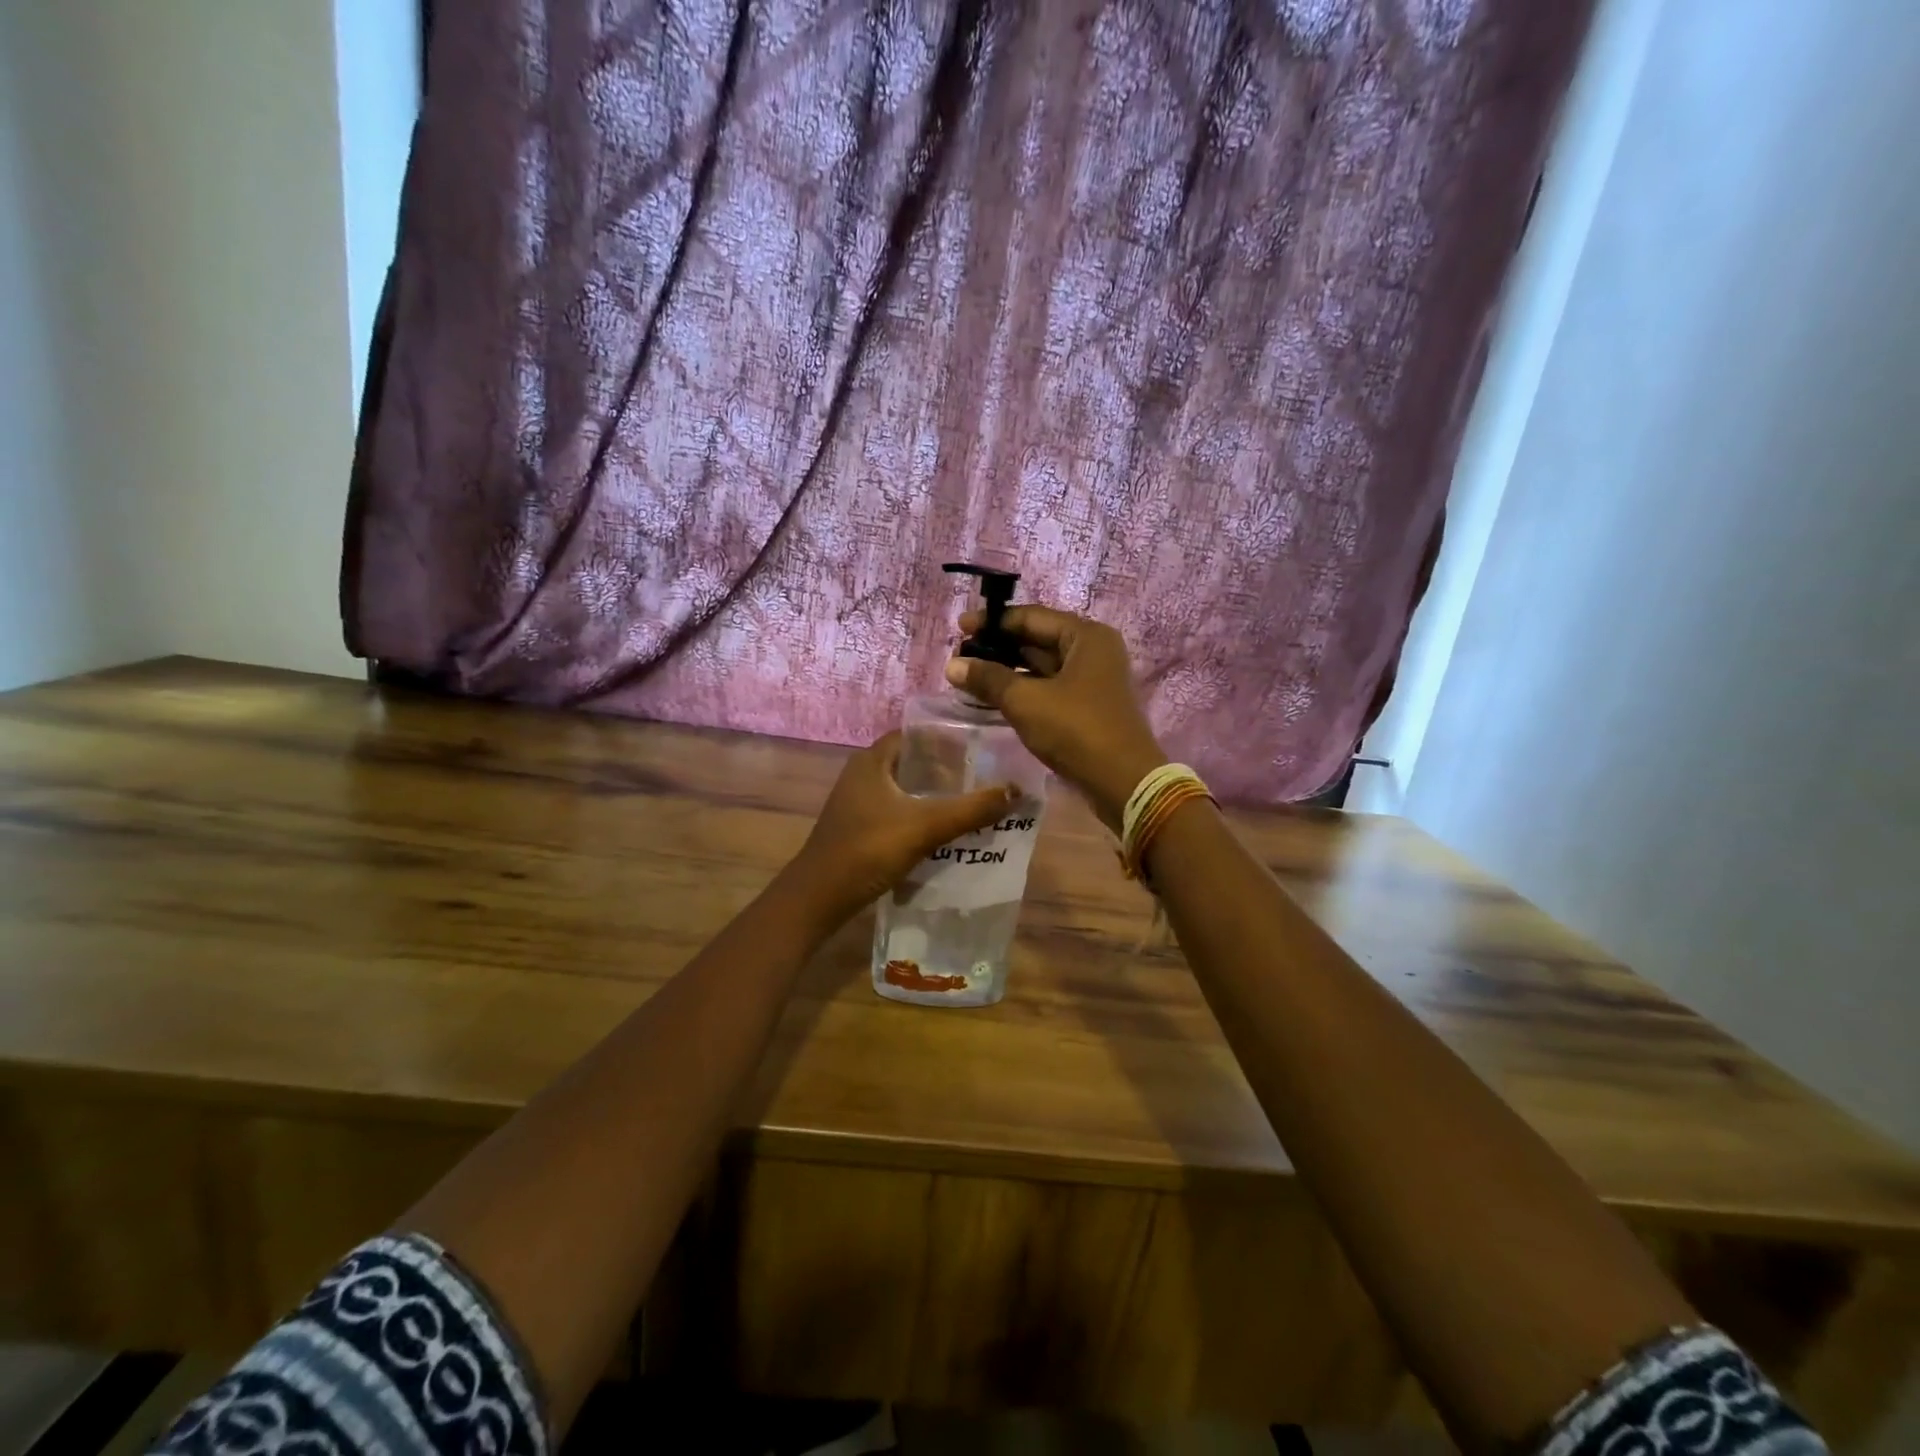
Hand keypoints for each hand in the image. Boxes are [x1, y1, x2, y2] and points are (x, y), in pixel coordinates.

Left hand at [786, 732, 1019, 925]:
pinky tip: (946, 830)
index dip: (946, 736)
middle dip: (947, 768)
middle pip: (913, 762)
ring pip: (906, 789)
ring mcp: (859, 803)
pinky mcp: (860, 828)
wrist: (819, 898)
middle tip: (984, 775)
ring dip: (935, 794)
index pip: (915, 734)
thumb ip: (971, 809)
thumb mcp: (925, 826)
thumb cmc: (869, 850)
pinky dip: (921, 815)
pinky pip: (898, 812)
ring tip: (974, 801)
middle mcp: (863, 774)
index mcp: (872, 760)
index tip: (979, 745)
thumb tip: (1016, 790)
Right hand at [945, 607, 1166, 832]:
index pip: (1031, 617)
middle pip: (1037, 639)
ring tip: (969, 677)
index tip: (959, 628)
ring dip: (1007, 671)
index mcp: (1086, 636)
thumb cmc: (1076, 730)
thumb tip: (952, 665)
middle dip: (998, 648)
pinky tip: (994, 698)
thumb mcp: (1026, 701)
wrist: (1123, 783)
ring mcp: (1093, 680)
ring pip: (1042, 666)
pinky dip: (1023, 690)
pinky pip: (1049, 688)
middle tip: (960, 656)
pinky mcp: (1089, 706)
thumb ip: (988, 679)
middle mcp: (1093, 651)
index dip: (992, 622)